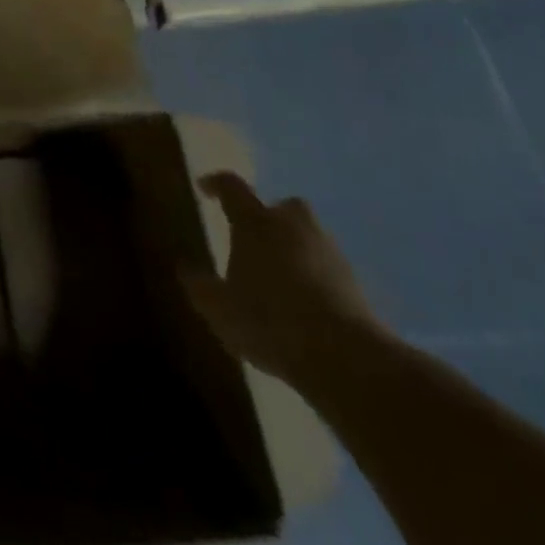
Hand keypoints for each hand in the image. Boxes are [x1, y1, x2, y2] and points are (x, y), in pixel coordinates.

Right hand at [181, 171, 385, 387]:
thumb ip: (200, 287)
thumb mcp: (219, 309)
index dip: (216, 184)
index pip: (232, 187)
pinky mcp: (358, 287)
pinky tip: (306, 307)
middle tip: (256, 238)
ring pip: (310, 239)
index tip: (204, 188)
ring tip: (280, 279)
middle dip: (272, 217)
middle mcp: (294, 226)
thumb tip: (185, 269)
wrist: (347, 359)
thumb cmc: (270, 320)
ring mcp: (331, 254)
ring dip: (296, 251)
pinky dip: (317, 280)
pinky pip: (329, 272)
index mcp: (255, 221)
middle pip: (285, 207)